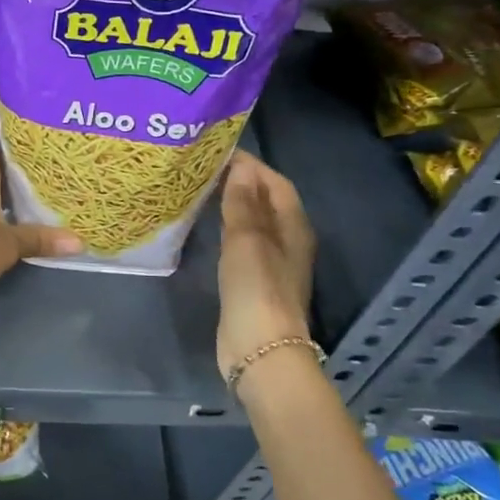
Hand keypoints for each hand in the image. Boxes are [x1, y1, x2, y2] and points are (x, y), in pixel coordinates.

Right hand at [216, 151, 317, 383]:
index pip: (277, 183)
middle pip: (268, 202)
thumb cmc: (257, 288)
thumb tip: (241, 166)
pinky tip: (208, 226)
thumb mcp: (247, 239)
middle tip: (207, 167)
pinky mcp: (255, 282)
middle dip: (243, 182)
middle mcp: (289, 241)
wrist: (260, 349)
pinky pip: (243, 243)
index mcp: (294, 227)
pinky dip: (228, 228)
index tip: (221, 151)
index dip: (253, 166)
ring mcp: (273, 264)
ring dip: (235, 205)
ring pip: (255, 223)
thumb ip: (243, 202)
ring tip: (204, 190)